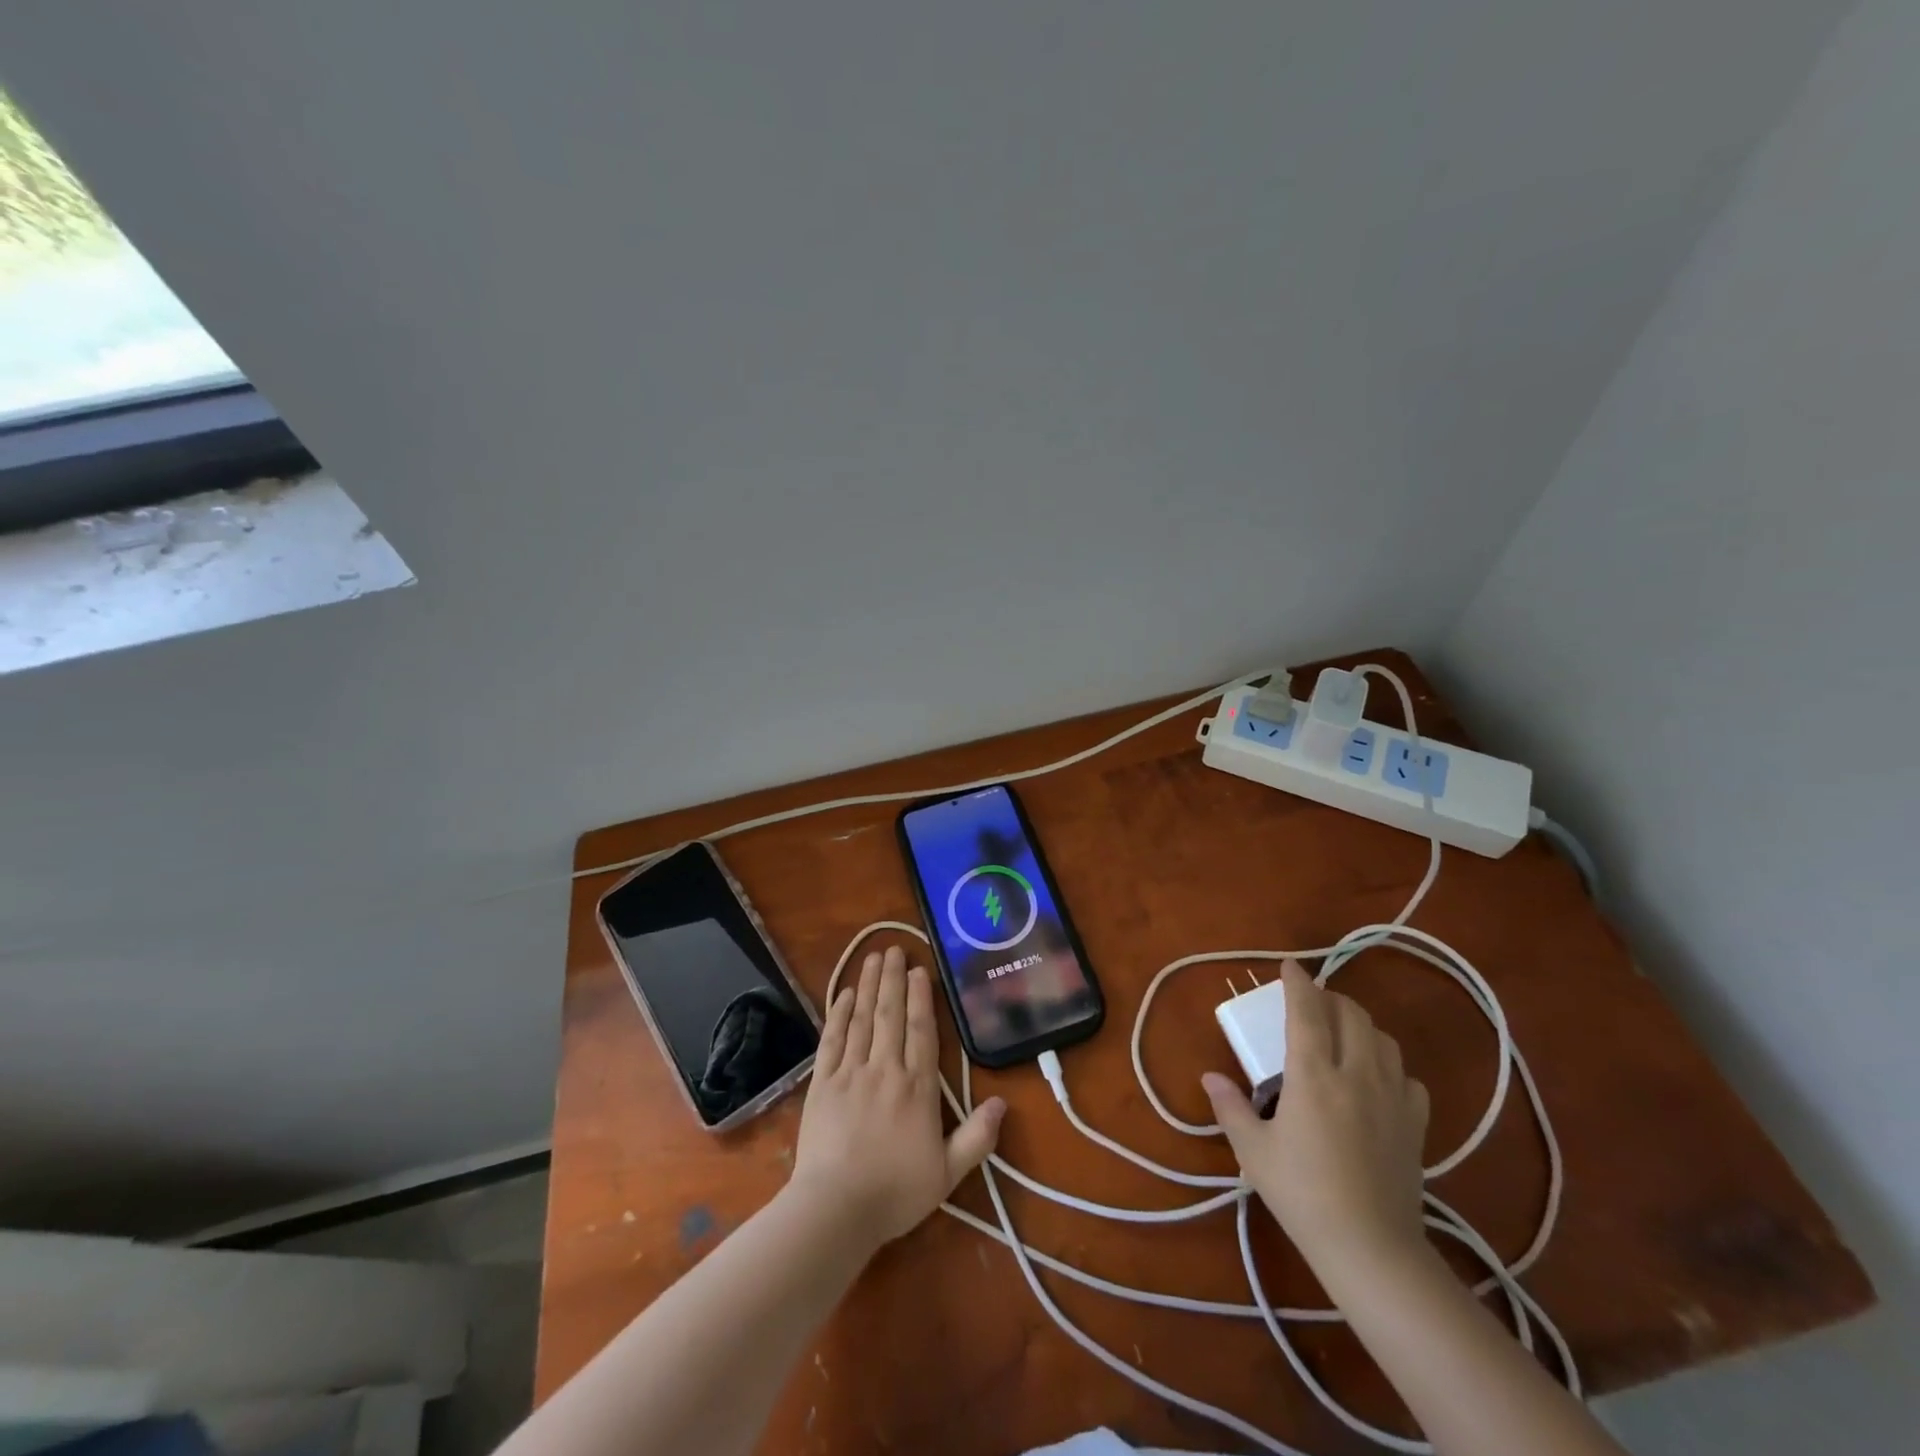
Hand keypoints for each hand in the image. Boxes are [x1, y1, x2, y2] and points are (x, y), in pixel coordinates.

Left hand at [789, 945, 1004, 1249]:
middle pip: (890, 1014)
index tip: (919, 969)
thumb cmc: (895, 1192)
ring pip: (862, 1019)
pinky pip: (832, 1039)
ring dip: (868, 985)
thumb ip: (977, 1137)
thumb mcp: (948, 1173)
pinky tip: (845, 994)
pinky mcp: (822, 1083)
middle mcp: (885, 1069)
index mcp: (917, 1088)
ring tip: (873, 958)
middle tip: (894, 948)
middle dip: (893, 979)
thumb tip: (1002, 1103)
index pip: (921, 1030)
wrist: (835, 1209)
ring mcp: (850, 1073)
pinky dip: (839, 1013)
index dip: (921, 997)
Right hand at [1203, 959, 1428, 1275]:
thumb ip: (1230, 1107)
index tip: (1290, 965)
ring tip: (1342, 1032)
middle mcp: (1356, 1074)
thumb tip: (1209, 1077)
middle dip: (1330, 998)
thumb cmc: (1302, 1194)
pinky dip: (1389, 1064)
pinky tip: (1376, 1078)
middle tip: (1310, 1002)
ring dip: (1360, 1024)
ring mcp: (1392, 1098)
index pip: (1308, 1011)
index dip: (1298, 982)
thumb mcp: (1253, 1151)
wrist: (1371, 1249)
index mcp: (1314, 1074)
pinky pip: (1407, 1076)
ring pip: (1383, 1039)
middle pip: (1351, 1015)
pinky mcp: (1416, 1125)